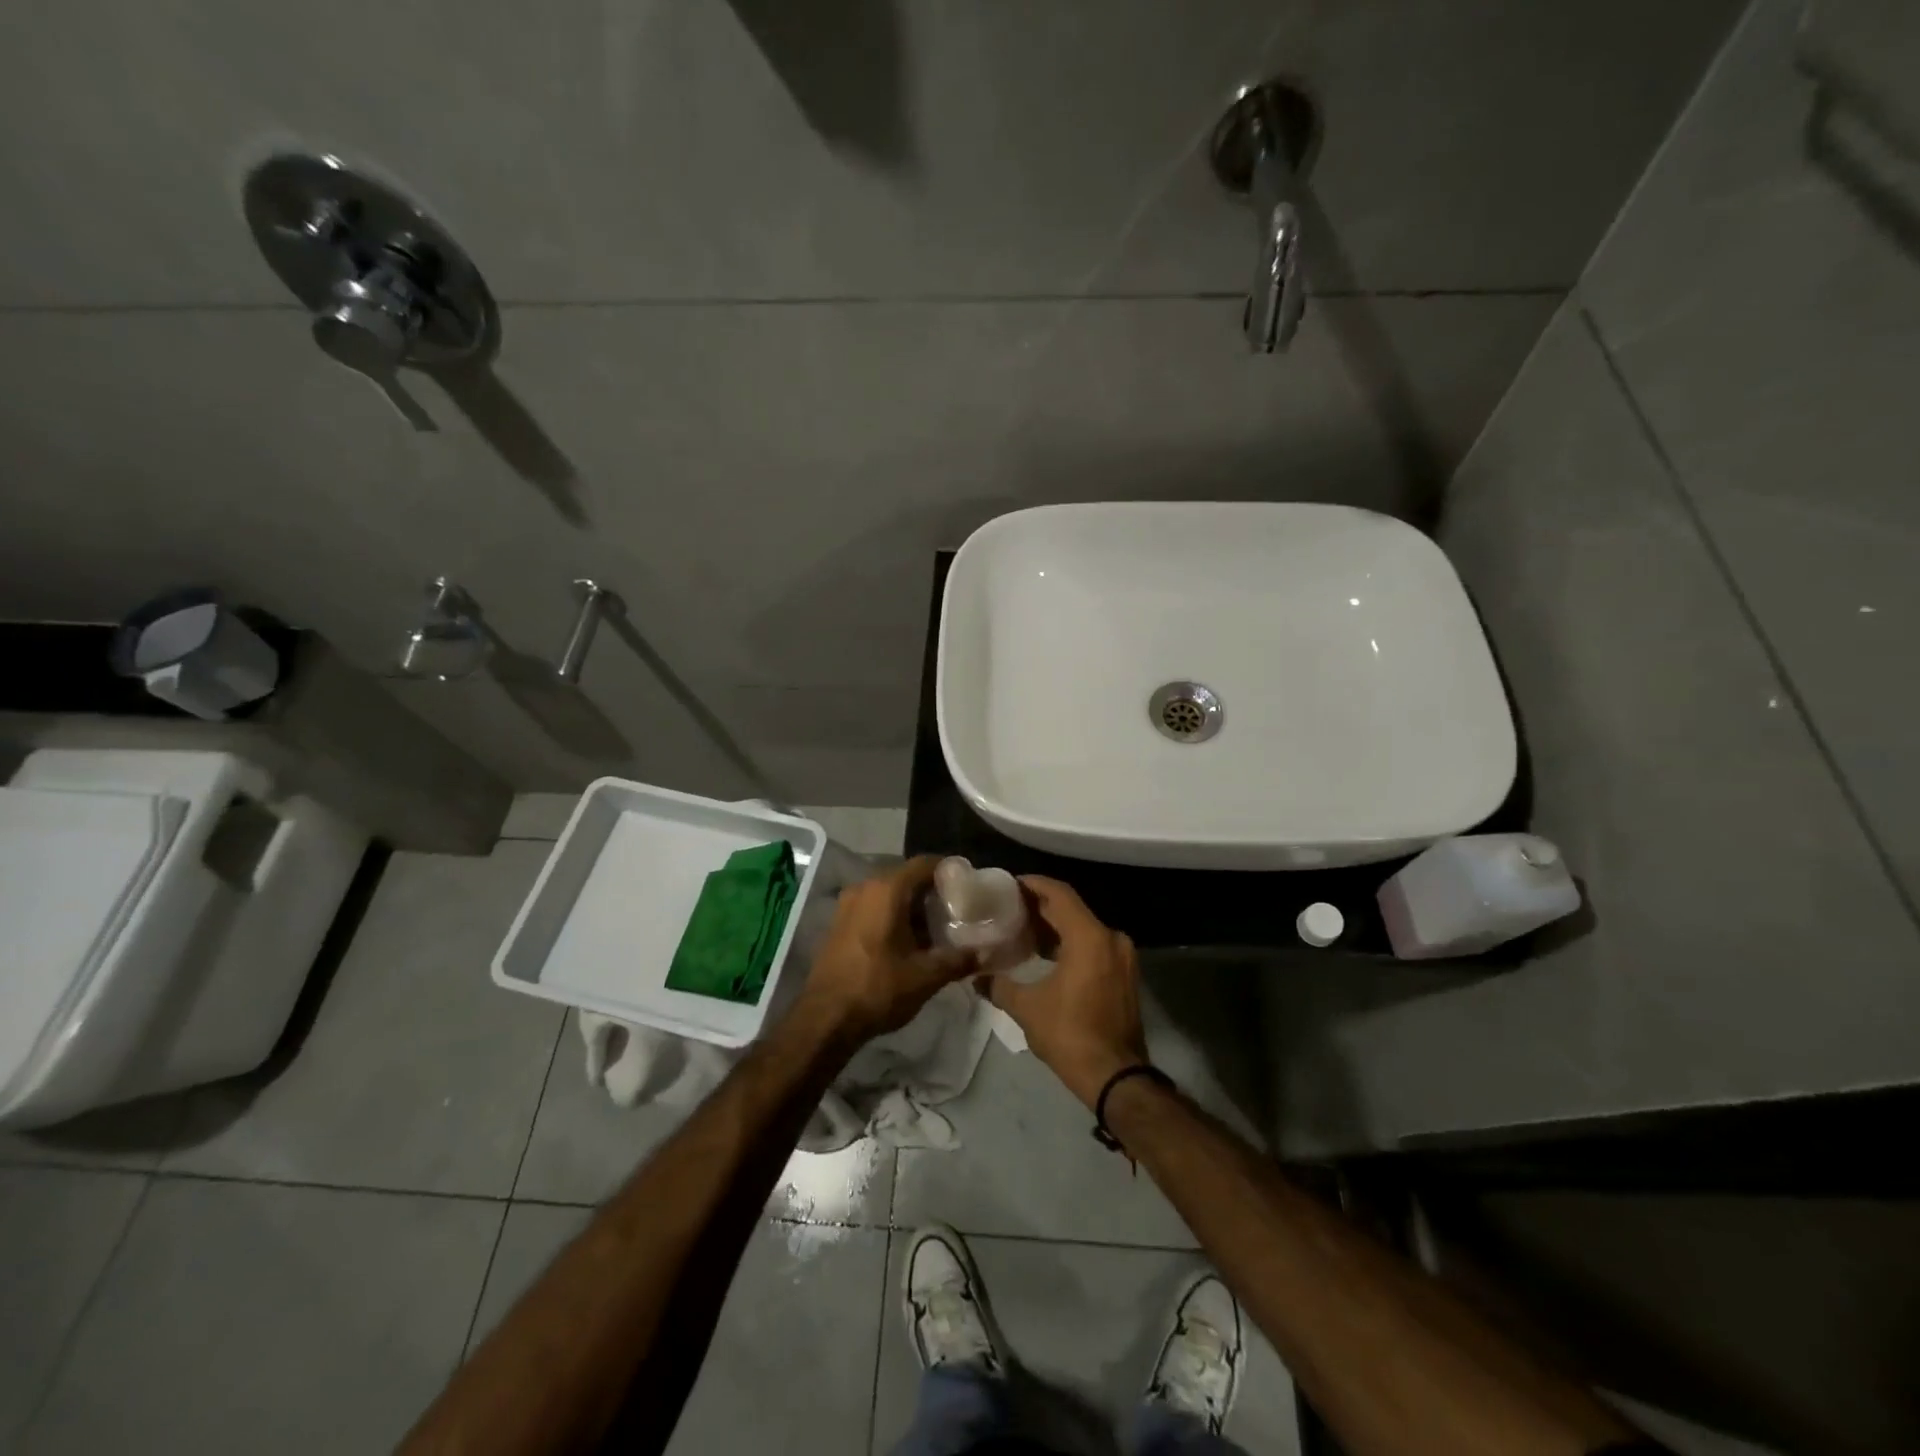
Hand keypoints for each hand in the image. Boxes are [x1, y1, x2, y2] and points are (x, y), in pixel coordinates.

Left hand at [794, 857, 975, 1043]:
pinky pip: (874, 908)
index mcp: (887, 890)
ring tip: (937, 930)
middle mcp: (865, 888)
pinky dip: (894, 917)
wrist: (825, 1019)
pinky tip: (909, 942)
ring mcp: (848, 905)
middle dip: (933, 893)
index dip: (949, 871)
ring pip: (889, 895)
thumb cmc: (877, 988)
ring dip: (913, 908)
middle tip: (957, 911)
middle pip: (907, 878)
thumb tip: (986, 954)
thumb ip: (958, 960)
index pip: (924, 864)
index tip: (969, 885)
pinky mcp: (840, 924)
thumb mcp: (925, 976)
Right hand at [987, 877, 1147, 1107]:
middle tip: (1009, 907)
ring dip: (1055, 927)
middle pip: (1072, 909)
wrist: (1116, 1077)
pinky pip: (1093, 946)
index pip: (1059, 894)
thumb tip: (977, 978)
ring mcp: (1122, 957)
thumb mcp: (1027, 1008)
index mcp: (1090, 937)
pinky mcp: (1124, 975)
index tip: (1009, 884)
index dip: (1033, 884)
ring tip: (1022, 929)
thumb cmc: (1070, 1034)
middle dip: (1040, 906)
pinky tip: (1045, 955)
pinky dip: (1070, 944)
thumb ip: (1000, 985)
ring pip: (1083, 928)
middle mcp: (1111, 938)